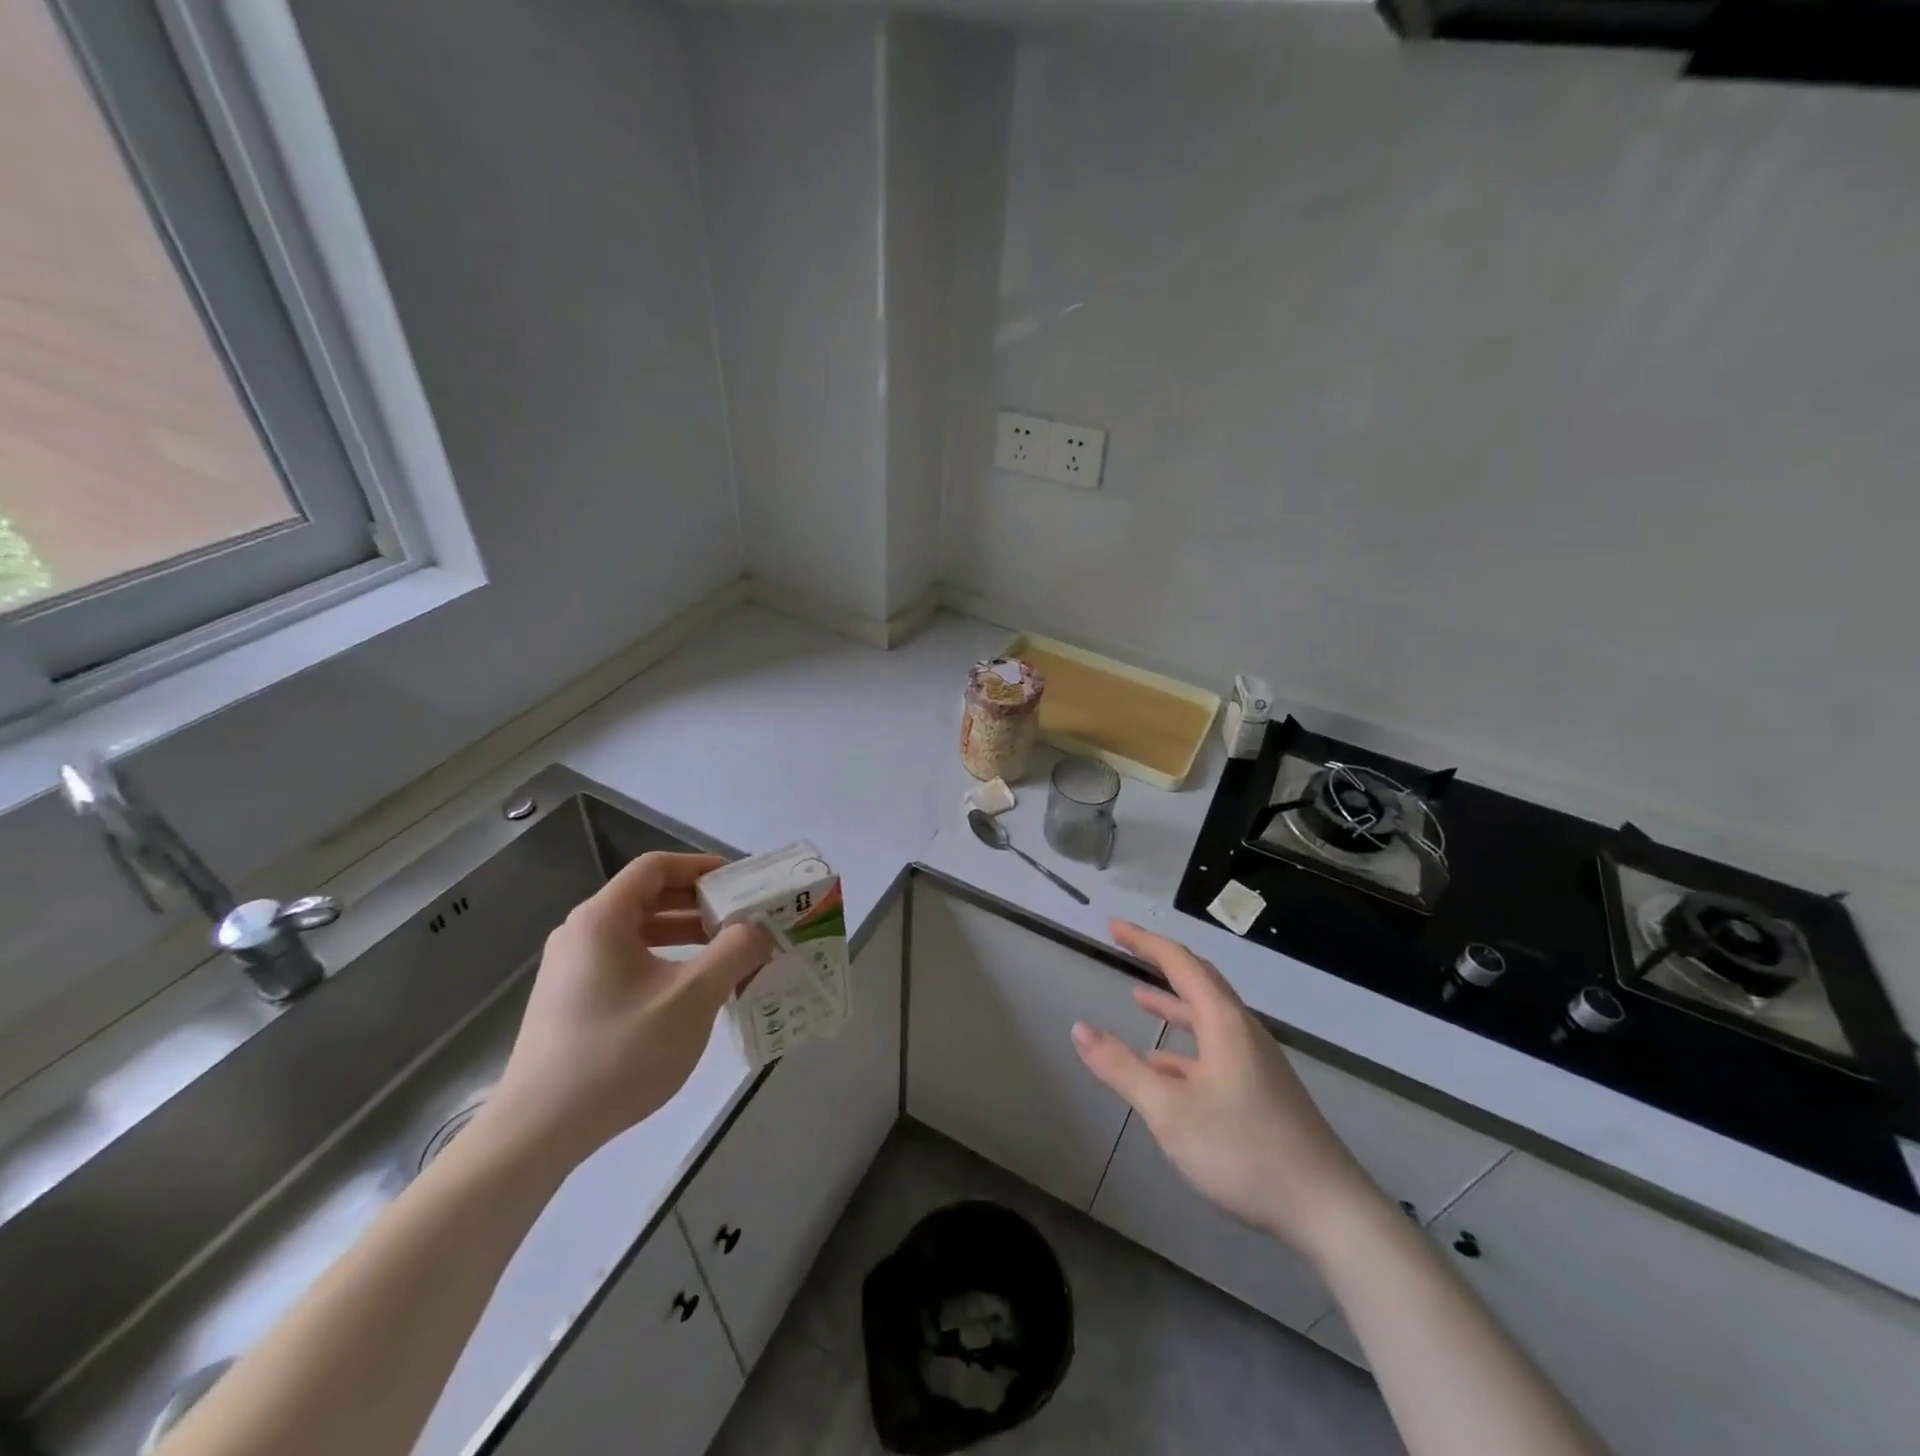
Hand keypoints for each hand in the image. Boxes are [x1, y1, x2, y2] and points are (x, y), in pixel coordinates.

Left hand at [482, 852, 771, 1167]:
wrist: (538, 1133)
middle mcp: (581, 933)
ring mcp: (572, 968)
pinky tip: (691, 991)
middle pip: (647, 897)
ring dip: (685, 935)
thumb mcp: (692, 998)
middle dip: (699, 904)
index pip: (656, 867)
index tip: (740, 882)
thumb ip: (734, 953)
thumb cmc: (618, 1053)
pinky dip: (664, 961)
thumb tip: (757, 930)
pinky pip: (626, 961)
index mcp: (602, 919)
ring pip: (638, 932)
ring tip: (727, 955)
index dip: (701, 866)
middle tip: (743, 919)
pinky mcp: (571, 1000)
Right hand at [1071, 921, 1384, 1265]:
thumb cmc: (1244, 1152)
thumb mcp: (1170, 1111)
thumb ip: (1121, 1069)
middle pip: (1199, 981)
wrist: (1329, 1211)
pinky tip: (1164, 1069)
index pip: (1179, 963)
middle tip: (1127, 948)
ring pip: (1208, 1018)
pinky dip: (1185, 1046)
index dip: (1144, 941)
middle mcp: (1242, 1031)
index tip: (1112, 927)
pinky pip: (1216, 1050)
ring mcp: (1257, 1062)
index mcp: (1224, 1022)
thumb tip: (1079, 1029)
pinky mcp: (1262, 1091)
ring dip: (1173, 1004)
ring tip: (1139, 998)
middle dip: (1161, 962)